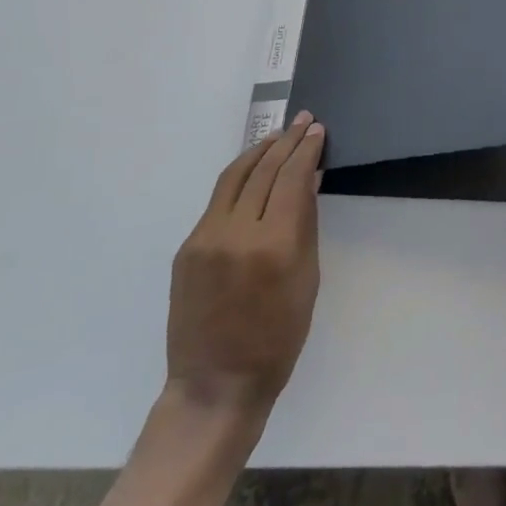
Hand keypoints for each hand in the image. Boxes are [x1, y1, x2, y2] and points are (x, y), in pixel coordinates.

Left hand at [166, 113, 323, 417]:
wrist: (216, 384)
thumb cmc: (278, 339)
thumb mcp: (307, 280)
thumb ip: (307, 224)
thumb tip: (310, 180)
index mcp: (274, 245)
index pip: (293, 178)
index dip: (307, 149)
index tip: (317, 130)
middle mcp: (236, 233)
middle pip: (264, 170)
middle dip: (287, 142)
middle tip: (304, 121)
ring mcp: (205, 238)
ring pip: (234, 176)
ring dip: (260, 151)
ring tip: (278, 136)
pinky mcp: (187, 247)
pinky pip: (217, 200)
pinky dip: (239, 177)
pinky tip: (253, 170)